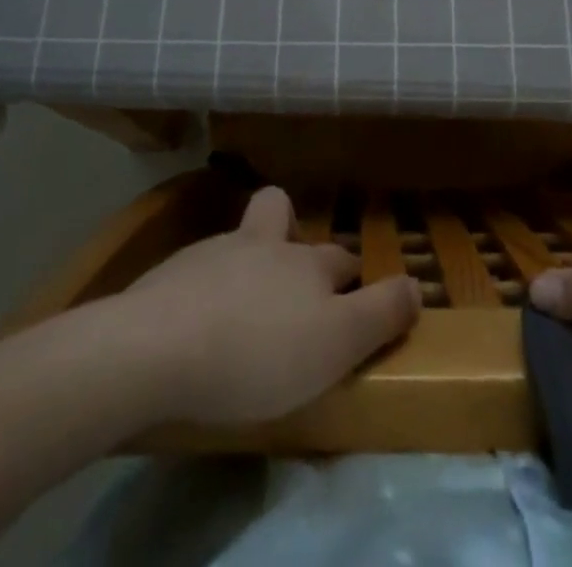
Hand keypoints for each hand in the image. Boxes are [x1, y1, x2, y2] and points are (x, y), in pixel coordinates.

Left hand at [120, 186, 420, 424]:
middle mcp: (263, 244)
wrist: (155, 348)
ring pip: (240, 241)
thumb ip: (380, 315)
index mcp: (306, 262)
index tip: (352, 303)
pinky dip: (206, 289)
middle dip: (292, 237)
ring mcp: (212, 253)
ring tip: (241, 310)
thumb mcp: (336, 344)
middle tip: (291, 287)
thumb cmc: (257, 353)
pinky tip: (197, 324)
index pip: (342, 260)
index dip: (352, 280)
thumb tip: (416, 285)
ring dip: (246, 263)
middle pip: (282, 217)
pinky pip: (197, 272)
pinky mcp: (168, 276)